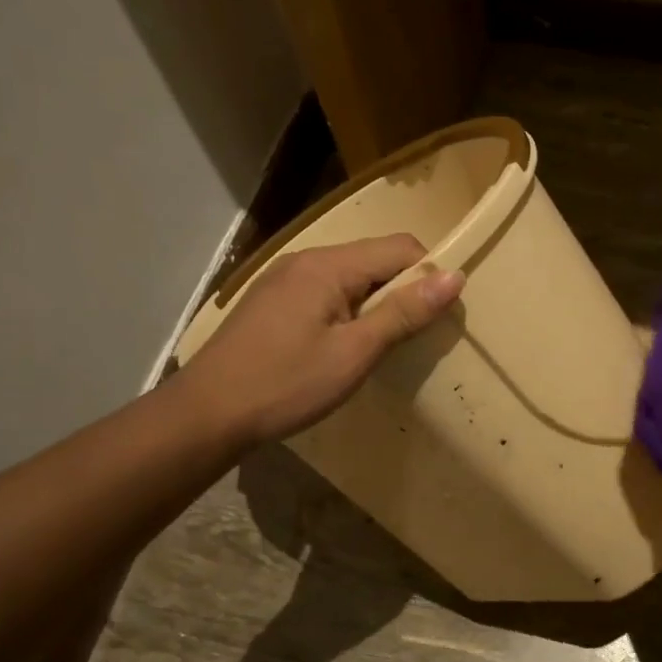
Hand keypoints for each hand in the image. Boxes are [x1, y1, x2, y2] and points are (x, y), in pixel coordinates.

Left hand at [181, 234, 463, 447]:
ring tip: (382, 343)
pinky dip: (349, 309)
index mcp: (329, 265)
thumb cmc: (286, 384)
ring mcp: (285, 278)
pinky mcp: (273, 300)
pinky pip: (327, 290)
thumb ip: (404, 312)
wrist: (206, 414)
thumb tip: (454, 277)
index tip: (442, 315)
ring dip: (376, 301)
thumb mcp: (354, 352)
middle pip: (375, 258)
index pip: (401, 248)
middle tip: (415, 335)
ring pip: (351, 276)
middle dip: (404, 289)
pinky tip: (343, 344)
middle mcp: (307, 259)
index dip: (429, 275)